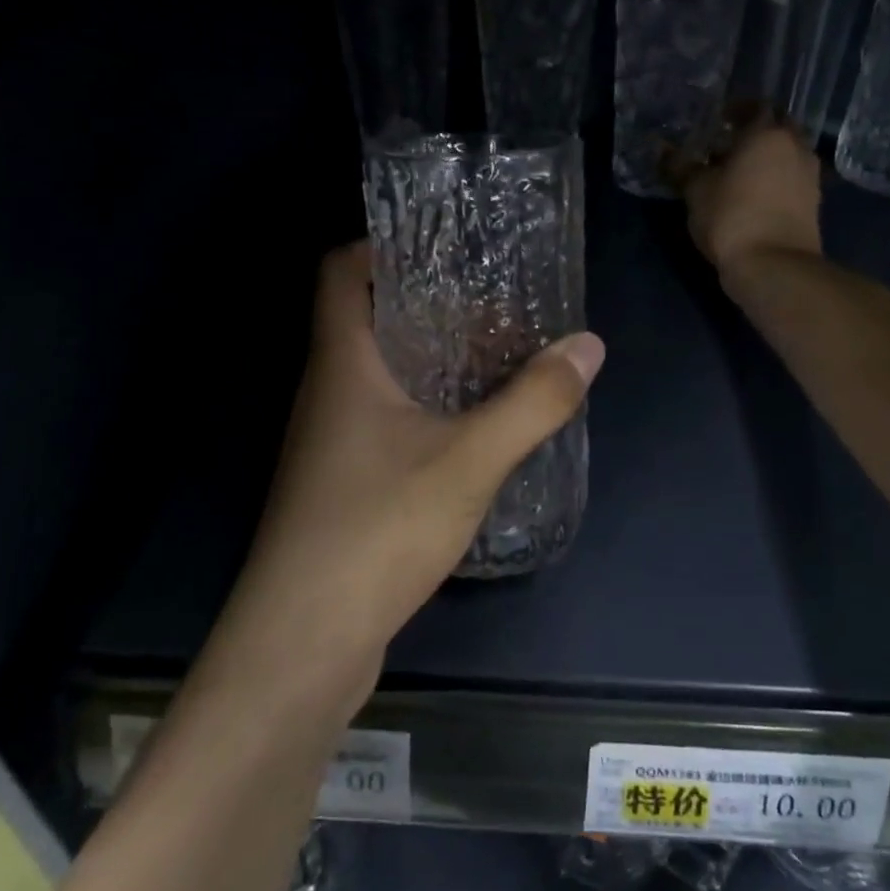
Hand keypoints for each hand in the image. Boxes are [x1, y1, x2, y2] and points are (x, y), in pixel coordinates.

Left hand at [220, 243, 604, 697]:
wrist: (302, 644)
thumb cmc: (376, 530)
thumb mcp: (469, 460)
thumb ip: (532, 402)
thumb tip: (587, 346)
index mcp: (341, 362)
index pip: (341, 271)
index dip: (383, 246)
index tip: (445, 248)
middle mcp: (327, 391)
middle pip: (370, 319)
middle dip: (432, 305)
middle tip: (497, 309)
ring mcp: (331, 441)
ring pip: (382, 374)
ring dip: (435, 360)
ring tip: (500, 360)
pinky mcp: (344, 484)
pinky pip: (388, 420)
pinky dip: (429, 407)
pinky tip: (476, 429)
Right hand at [679, 117, 823, 274]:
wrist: (774, 266)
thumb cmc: (731, 217)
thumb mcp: (696, 190)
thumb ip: (680, 165)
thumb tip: (661, 149)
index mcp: (768, 134)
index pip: (755, 106)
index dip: (736, 109)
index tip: (718, 119)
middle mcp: (796, 146)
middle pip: (777, 127)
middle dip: (756, 131)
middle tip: (729, 143)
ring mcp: (809, 175)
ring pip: (788, 153)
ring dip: (767, 156)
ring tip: (739, 171)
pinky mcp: (813, 202)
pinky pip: (792, 177)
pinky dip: (776, 177)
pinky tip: (754, 193)